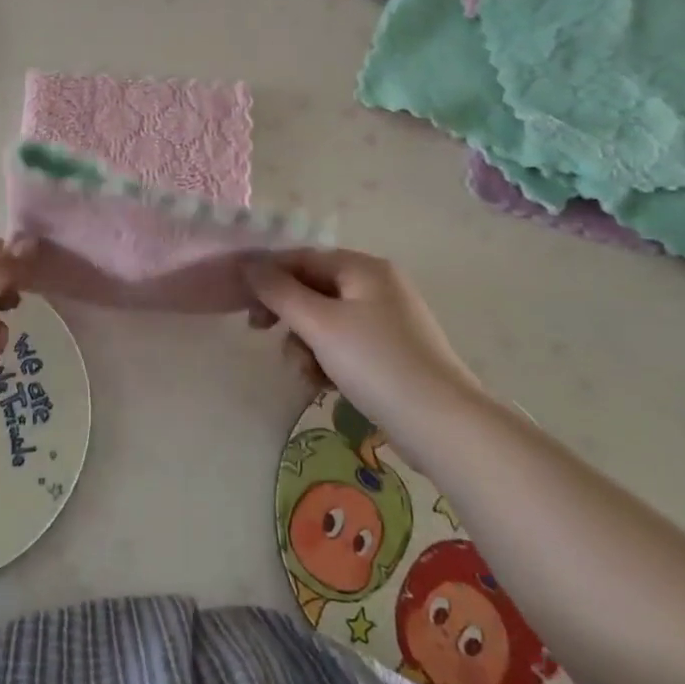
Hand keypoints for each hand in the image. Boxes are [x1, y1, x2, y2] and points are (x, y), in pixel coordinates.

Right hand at [244, 249, 481, 432]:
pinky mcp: (391, 352)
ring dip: (305, 343)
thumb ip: (279, 291)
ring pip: (326, 320)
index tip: (242, 305)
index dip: (268, 276)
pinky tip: (324, 384)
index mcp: (363, 268)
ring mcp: (387, 319)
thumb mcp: (320, 324)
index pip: (302, 258)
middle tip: (261, 334)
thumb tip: (248, 265)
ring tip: (305, 373)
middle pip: (313, 288)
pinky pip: (345, 344)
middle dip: (287, 314)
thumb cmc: (376, 363)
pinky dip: (328, 359)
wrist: (442, 424)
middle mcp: (377, 285)